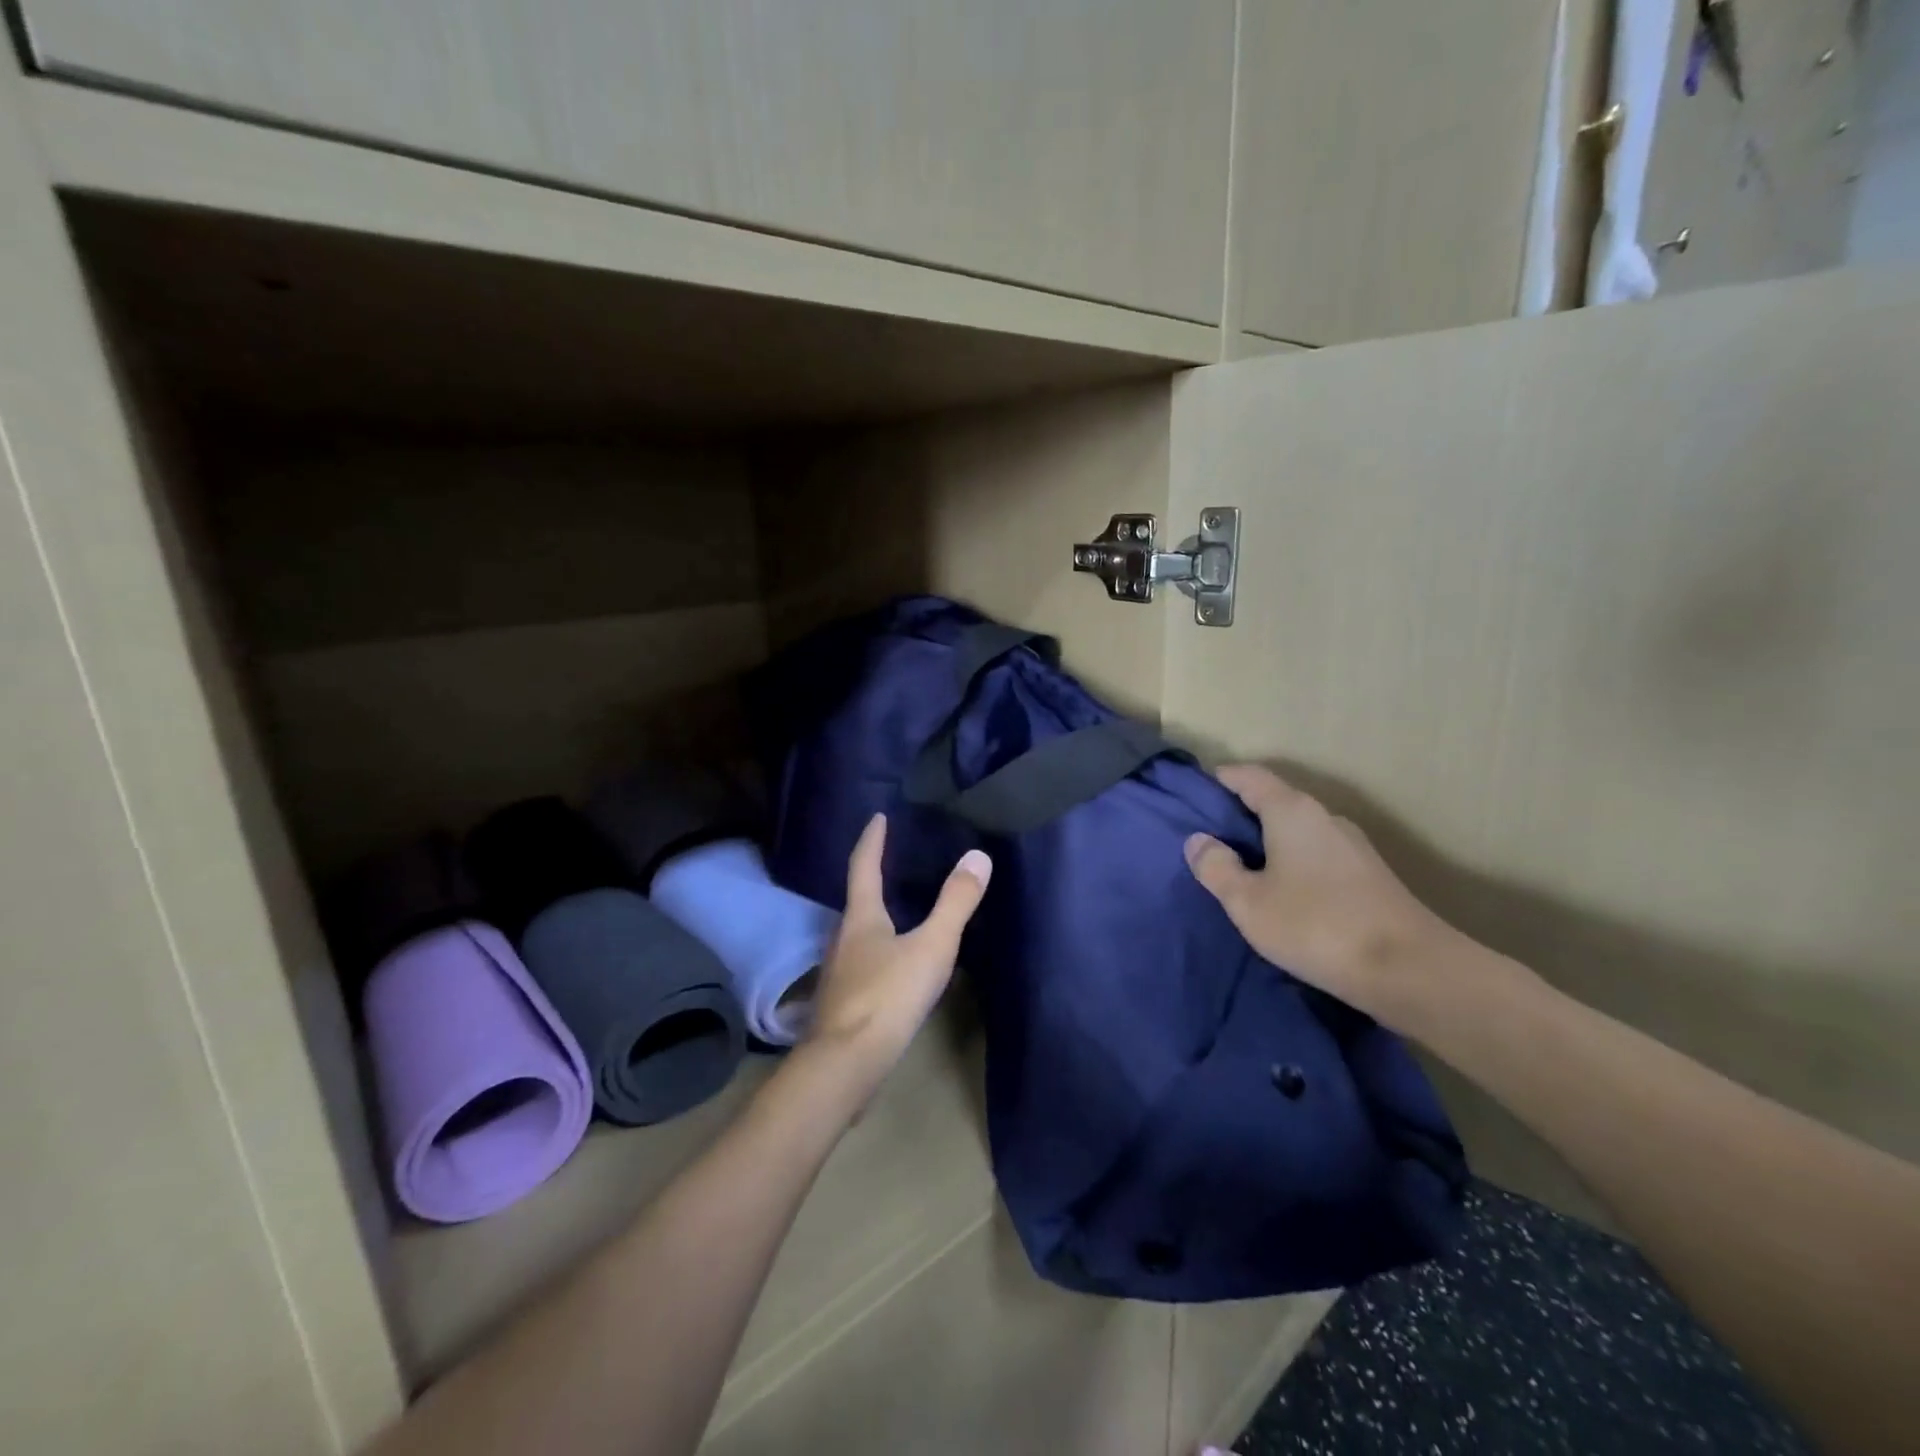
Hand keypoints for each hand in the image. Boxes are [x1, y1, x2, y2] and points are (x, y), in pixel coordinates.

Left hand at [805, 814, 991, 1085]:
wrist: (844, 1064)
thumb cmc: (887, 996)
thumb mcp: (931, 947)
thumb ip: (956, 903)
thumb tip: (978, 856)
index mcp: (861, 917)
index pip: (864, 866)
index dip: (872, 840)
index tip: (878, 817)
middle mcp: (843, 938)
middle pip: (858, 899)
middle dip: (874, 876)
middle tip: (895, 860)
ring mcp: (839, 971)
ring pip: (859, 932)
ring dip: (876, 915)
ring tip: (899, 909)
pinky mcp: (843, 1001)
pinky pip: (863, 961)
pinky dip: (879, 949)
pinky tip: (894, 963)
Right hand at [1184, 765, 1458, 1026]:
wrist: (1411, 970)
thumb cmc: (1316, 926)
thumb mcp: (1248, 902)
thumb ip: (1216, 867)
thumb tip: (1199, 840)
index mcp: (1292, 811)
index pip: (1250, 777)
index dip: (1222, 778)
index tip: (1198, 791)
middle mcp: (1325, 817)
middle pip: (1276, 802)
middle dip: (1243, 815)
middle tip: (1211, 839)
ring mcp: (1353, 847)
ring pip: (1299, 832)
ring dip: (1270, 843)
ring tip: (1244, 870)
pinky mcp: (1370, 876)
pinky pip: (1318, 856)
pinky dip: (1294, 863)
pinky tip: (1284, 894)